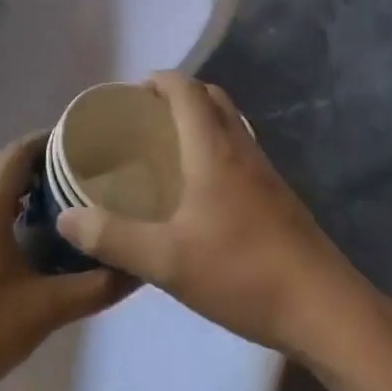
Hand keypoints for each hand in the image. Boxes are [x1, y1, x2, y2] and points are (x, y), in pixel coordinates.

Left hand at [0, 134, 135, 390]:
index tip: (92, 142)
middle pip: (7, 162)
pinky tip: (42, 230)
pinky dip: (16, 202)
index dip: (53, 139)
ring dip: (30, 180)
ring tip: (73, 192)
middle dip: (46, 157)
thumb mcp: (46, 311)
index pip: (20, 151)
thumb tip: (141, 266)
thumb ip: (97, 287)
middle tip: (90, 166)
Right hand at [56, 72, 359, 356]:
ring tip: (167, 151)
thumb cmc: (242, 273)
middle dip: (179, 96)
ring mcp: (267, 174)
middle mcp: (243, 150)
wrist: (325, 309)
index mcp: (214, 150)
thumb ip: (113, 237)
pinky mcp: (280, 199)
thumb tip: (66, 216)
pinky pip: (241, 154)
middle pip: (213, 99)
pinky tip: (199, 193)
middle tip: (145, 121)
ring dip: (201, 122)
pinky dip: (216, 151)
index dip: (158, 81)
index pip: (187, 90)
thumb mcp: (165, 260)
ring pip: (231, 126)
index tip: (129, 94)